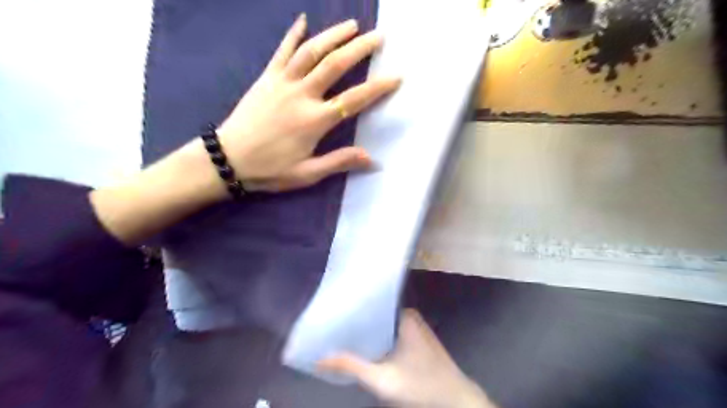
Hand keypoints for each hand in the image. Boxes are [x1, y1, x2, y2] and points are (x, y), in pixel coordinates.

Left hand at [91, 15, 399, 244]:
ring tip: (352, 25)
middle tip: (379, 37)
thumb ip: (339, 162)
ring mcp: (282, 82)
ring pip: (311, 51)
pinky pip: (282, 51)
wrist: (228, 160)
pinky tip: (303, 20)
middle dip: (360, 49)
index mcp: (315, 120)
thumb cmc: (270, 170)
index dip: (377, 88)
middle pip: (335, 65)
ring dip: (333, 35)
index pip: (354, 100)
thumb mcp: (307, 174)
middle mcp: (302, 95)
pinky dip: (293, 34)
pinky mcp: (266, 78)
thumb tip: (371, 159)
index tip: (396, 77)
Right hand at [317, 309, 493, 407]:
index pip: (373, 303)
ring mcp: (415, 328)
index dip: (352, 309)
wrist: (456, 401)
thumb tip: (319, 359)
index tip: (333, 311)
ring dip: (367, 332)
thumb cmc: (421, 386)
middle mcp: (410, 316)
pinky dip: (378, 339)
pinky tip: (364, 346)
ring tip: (342, 334)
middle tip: (332, 325)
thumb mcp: (382, 379)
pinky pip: (392, 333)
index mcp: (404, 315)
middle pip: (377, 315)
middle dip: (357, 322)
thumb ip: (351, 367)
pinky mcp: (417, 340)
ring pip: (384, 325)